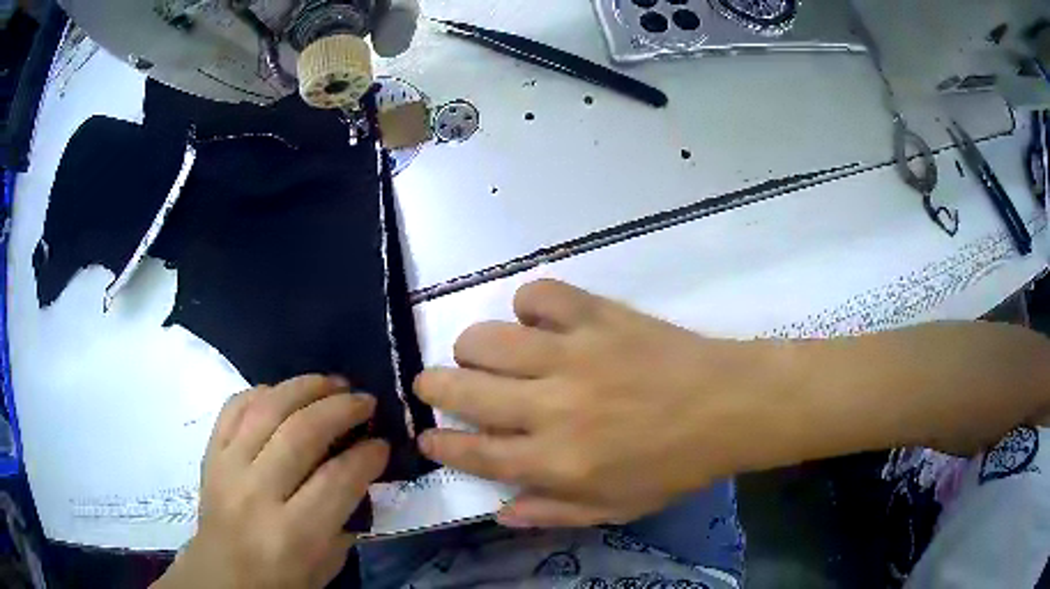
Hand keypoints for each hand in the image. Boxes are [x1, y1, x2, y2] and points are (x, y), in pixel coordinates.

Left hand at [154, 376, 389, 588]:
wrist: (222, 576)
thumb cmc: (282, 579)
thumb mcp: (328, 563)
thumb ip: (346, 517)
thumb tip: (360, 467)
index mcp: (293, 533)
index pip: (337, 479)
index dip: (367, 455)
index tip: (383, 442)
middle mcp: (257, 493)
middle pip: (302, 433)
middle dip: (341, 409)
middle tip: (365, 401)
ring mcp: (228, 468)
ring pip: (267, 409)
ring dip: (305, 387)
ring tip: (332, 383)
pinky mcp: (210, 454)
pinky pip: (234, 407)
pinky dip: (262, 392)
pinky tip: (283, 392)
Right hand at [415, 280, 780, 527]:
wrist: (729, 406)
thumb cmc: (675, 466)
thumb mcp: (616, 508)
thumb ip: (553, 513)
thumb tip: (501, 511)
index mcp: (557, 461)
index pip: (474, 452)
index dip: (439, 443)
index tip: (425, 435)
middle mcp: (552, 407)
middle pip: (463, 388)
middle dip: (433, 386)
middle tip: (433, 384)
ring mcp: (572, 354)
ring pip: (487, 338)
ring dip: (472, 347)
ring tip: (482, 353)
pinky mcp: (596, 316)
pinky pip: (538, 294)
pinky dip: (528, 304)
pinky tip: (538, 320)